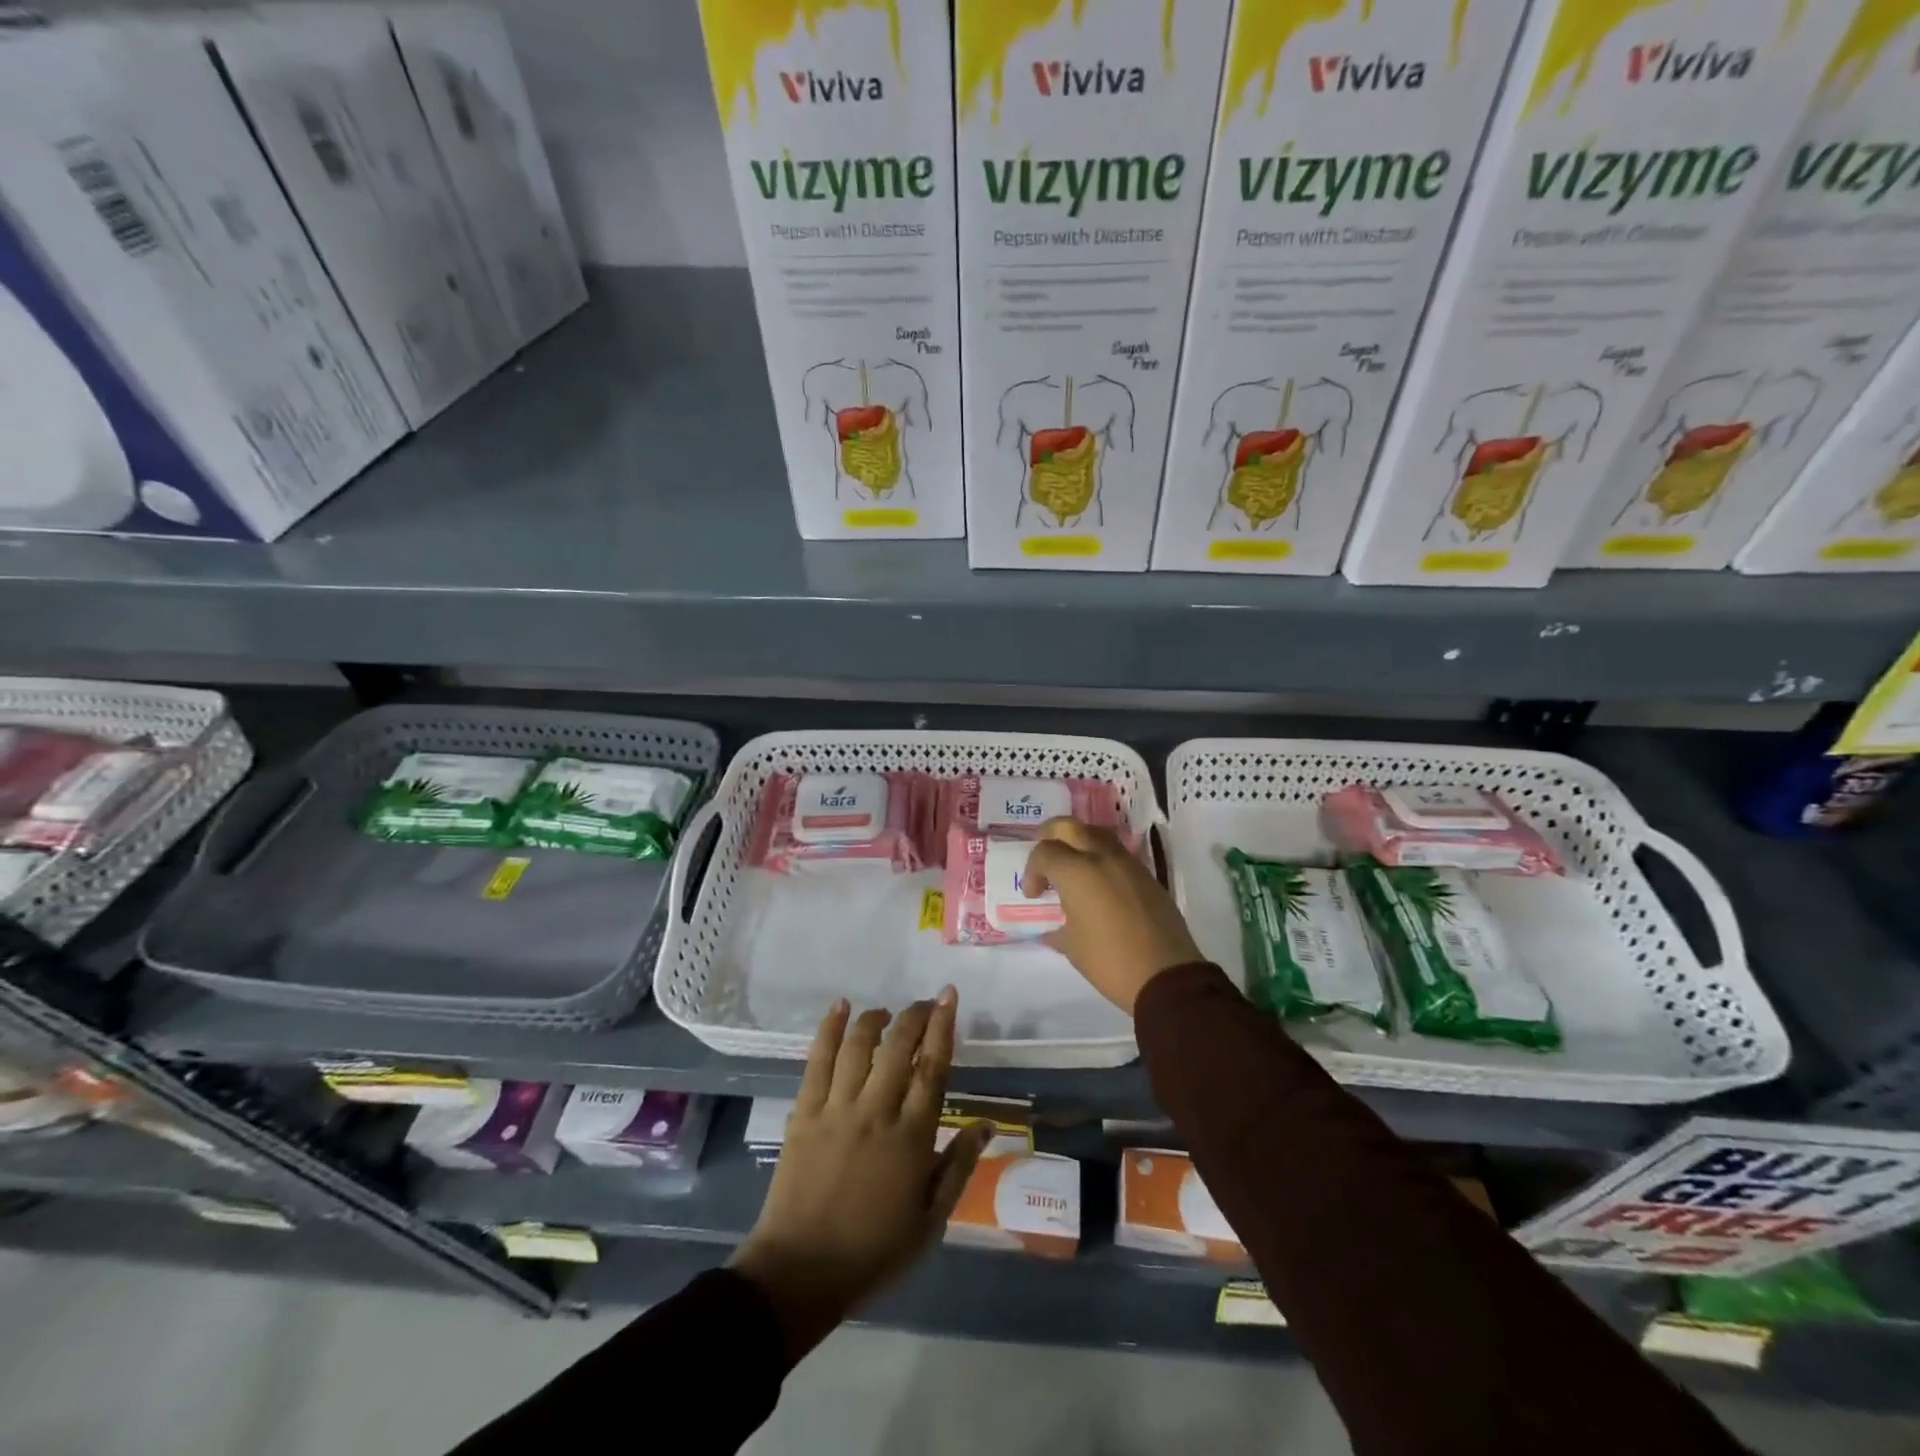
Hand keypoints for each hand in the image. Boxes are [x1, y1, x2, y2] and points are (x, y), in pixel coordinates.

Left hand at [729, 990, 991, 1361]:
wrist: (800, 1273)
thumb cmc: (873, 1251)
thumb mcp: (930, 1222)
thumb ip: (958, 1167)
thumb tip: (988, 1124)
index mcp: (911, 1138)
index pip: (933, 1068)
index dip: (942, 1027)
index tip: (949, 996)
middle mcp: (876, 1112)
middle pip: (898, 1047)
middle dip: (915, 1015)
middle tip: (925, 1004)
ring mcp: (836, 1109)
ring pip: (859, 1046)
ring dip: (876, 1019)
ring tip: (886, 1013)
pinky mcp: (804, 1112)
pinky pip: (818, 1060)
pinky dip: (829, 1029)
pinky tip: (839, 1007)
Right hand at [1022, 818, 1202, 1013]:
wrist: (1166, 975)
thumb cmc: (1109, 961)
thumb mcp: (1072, 946)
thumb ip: (1057, 928)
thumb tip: (1053, 928)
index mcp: (1077, 872)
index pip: (1045, 852)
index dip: (1032, 870)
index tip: (1034, 895)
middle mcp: (1102, 857)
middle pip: (1070, 827)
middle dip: (1051, 835)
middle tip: (1045, 858)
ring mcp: (1129, 864)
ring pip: (1097, 835)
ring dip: (1079, 844)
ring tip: (1072, 869)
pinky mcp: (1147, 876)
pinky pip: (1117, 854)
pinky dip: (1101, 859)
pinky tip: (1099, 886)